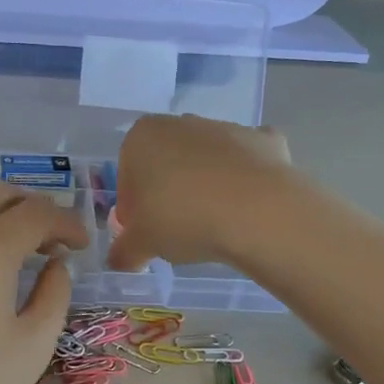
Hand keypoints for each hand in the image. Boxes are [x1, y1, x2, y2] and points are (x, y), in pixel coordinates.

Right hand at [106, 115, 293, 271]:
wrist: (258, 211)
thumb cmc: (183, 218)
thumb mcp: (142, 243)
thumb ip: (124, 251)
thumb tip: (118, 260)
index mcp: (143, 136)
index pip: (127, 174)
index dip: (132, 208)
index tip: (143, 234)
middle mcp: (183, 123)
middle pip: (167, 163)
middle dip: (168, 193)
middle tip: (176, 232)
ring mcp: (227, 127)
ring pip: (207, 161)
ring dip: (206, 187)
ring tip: (214, 226)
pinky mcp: (265, 140)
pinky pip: (247, 163)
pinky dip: (247, 180)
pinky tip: (248, 208)